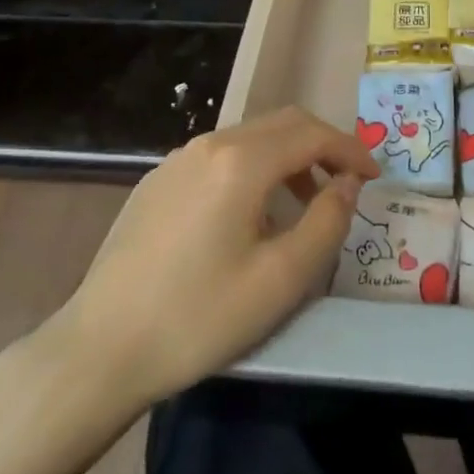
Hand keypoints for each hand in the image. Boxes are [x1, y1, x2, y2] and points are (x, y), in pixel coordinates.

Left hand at [35, 107, 377, 411]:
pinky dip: (252, 169)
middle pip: (282, 124)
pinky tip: (248, 215)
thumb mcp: (281, 280)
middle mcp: (209, 144)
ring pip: (249, 138)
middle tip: (346, 184)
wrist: (99, 350)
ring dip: (287, 159)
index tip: (374, 177)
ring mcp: (177, 159)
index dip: (351, 149)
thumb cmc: (198, 317)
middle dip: (322, 146)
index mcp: (241, 161)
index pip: (312, 134)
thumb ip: (327, 222)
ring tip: (302, 205)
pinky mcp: (156, 180)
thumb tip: (347, 184)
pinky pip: (219, 157)